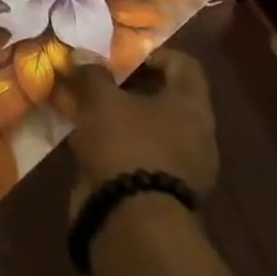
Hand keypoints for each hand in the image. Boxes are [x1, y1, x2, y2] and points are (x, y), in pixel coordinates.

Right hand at [65, 49, 217, 216]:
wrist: (131, 221)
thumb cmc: (125, 145)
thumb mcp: (101, 99)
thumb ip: (92, 73)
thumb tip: (82, 54)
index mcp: (192, 107)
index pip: (183, 65)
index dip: (150, 53)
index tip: (116, 55)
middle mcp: (195, 135)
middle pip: (163, 96)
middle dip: (126, 85)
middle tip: (93, 77)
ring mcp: (179, 166)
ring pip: (146, 126)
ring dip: (117, 115)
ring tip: (82, 106)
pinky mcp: (159, 190)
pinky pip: (136, 152)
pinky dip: (113, 142)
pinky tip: (84, 137)